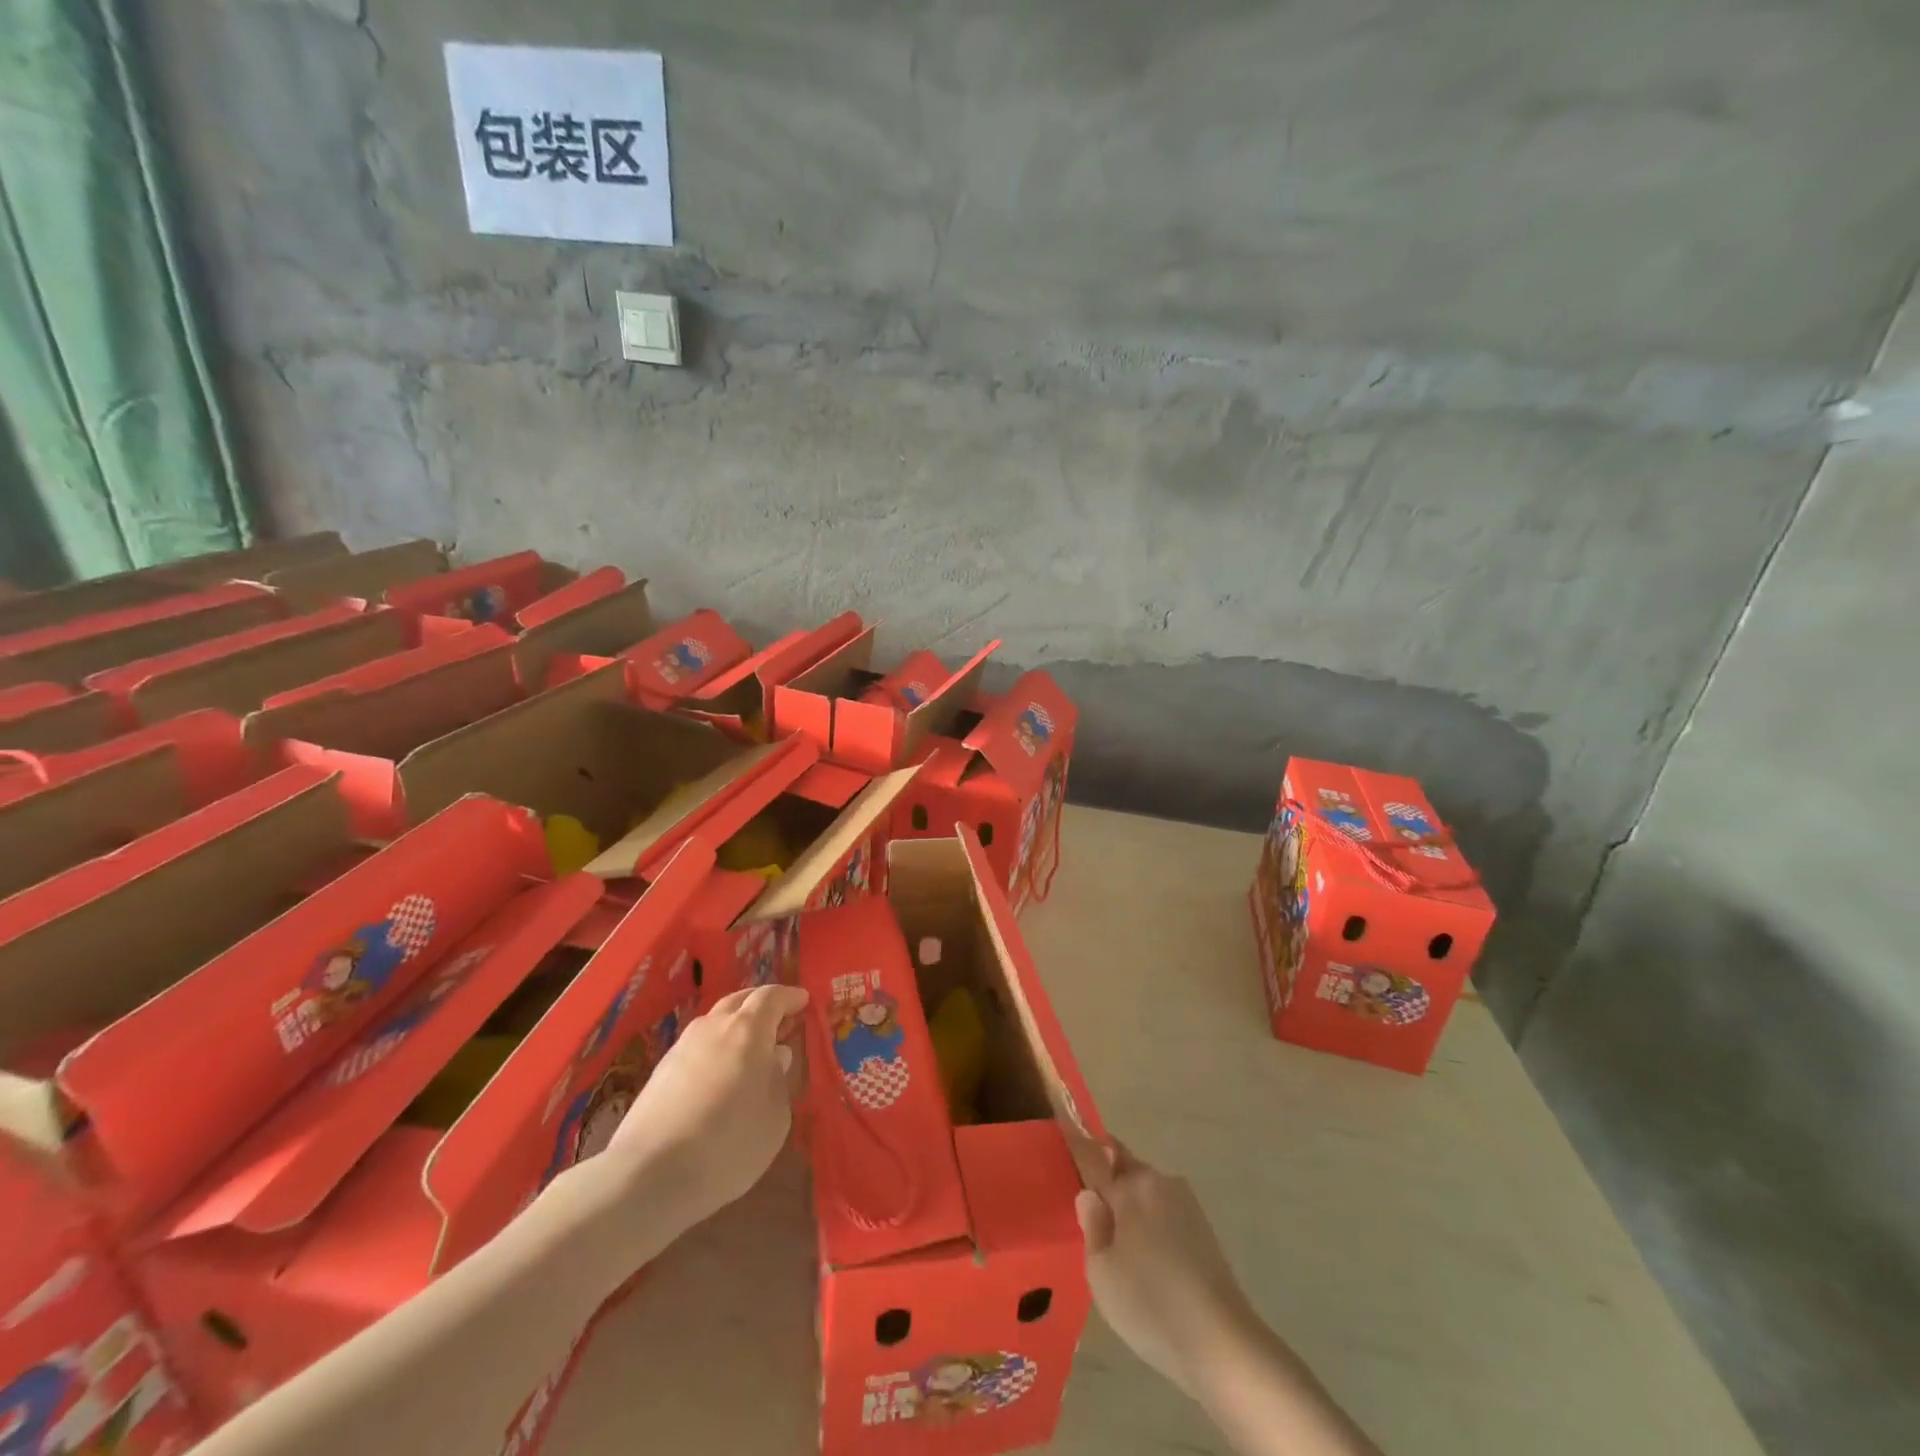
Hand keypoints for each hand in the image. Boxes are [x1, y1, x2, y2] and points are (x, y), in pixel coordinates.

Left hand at [606, 983, 808, 1231]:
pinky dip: (714, 1050)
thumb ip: (778, 1081)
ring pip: (714, 1023)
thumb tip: (774, 1057)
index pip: (771, 997)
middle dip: (760, 1004)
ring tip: (748, 1049)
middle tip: (778, 1017)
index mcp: (748, 1030)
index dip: (789, 997)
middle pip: (739, 1001)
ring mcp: (682, 1047)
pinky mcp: (659, 1072)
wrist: (650, 1174)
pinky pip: (696, 1048)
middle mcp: (713, 1027)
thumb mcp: (775, 1118)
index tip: (803, 1001)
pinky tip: (718, 1075)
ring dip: (734, 1026)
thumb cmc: (729, 1142)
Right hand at [1074, 1139, 1260, 1400]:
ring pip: (1144, 1189)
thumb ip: (1091, 1225)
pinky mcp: (1203, 1226)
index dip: (1077, 1139)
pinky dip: (1150, 1222)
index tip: (1063, 1120)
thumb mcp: (1101, 1273)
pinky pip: (1163, 1210)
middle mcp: (1158, 1181)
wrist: (1223, 1344)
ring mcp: (1185, 1202)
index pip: (1093, 1154)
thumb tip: (1090, 1195)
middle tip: (1091, 1214)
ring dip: (1130, 1203)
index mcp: (1130, 1186)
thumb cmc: (1150, 1304)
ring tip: (1121, 1247)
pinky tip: (1149, 1260)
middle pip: (1122, 1166)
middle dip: (1106, 1178)